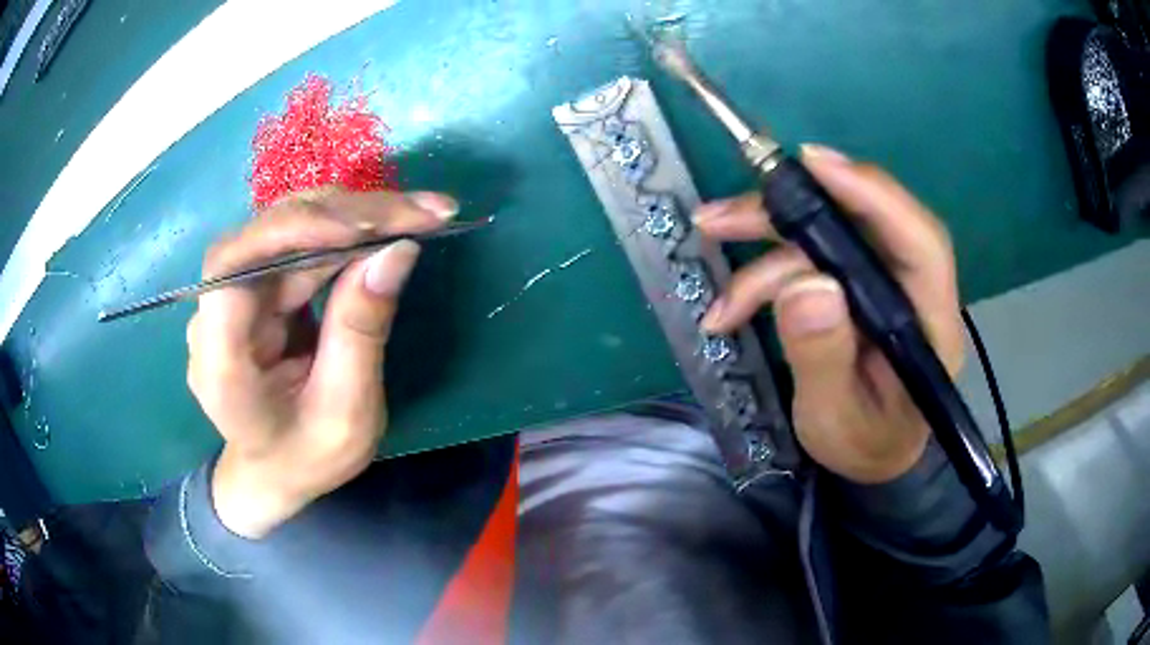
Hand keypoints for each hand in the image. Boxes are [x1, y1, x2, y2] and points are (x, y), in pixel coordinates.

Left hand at [187, 189, 458, 537]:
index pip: (232, 267)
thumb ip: (361, 333)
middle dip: (348, 216)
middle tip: (424, 212)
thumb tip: (399, 249)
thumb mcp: (346, 415)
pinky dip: (350, 233)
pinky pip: (303, 245)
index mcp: (221, 361)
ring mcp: (237, 296)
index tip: (361, 230)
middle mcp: (217, 314)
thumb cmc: (306, 458)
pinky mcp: (260, 287)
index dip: (289, 232)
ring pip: (291, 230)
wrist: (274, 471)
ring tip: (420, 214)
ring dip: (357, 217)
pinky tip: (390, 227)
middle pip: (270, 235)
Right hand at [694, 145, 963, 483]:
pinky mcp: (856, 285)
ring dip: (766, 237)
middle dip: (790, 211)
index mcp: (930, 322)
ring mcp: (883, 283)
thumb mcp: (838, 418)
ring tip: (711, 240)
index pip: (918, 241)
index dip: (872, 194)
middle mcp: (912, 288)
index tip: (813, 164)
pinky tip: (732, 299)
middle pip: (862, 222)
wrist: (869, 456)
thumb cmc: (864, 444)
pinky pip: (812, 255)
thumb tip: (803, 286)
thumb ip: (824, 359)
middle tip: (722, 216)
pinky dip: (767, 267)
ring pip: (828, 233)